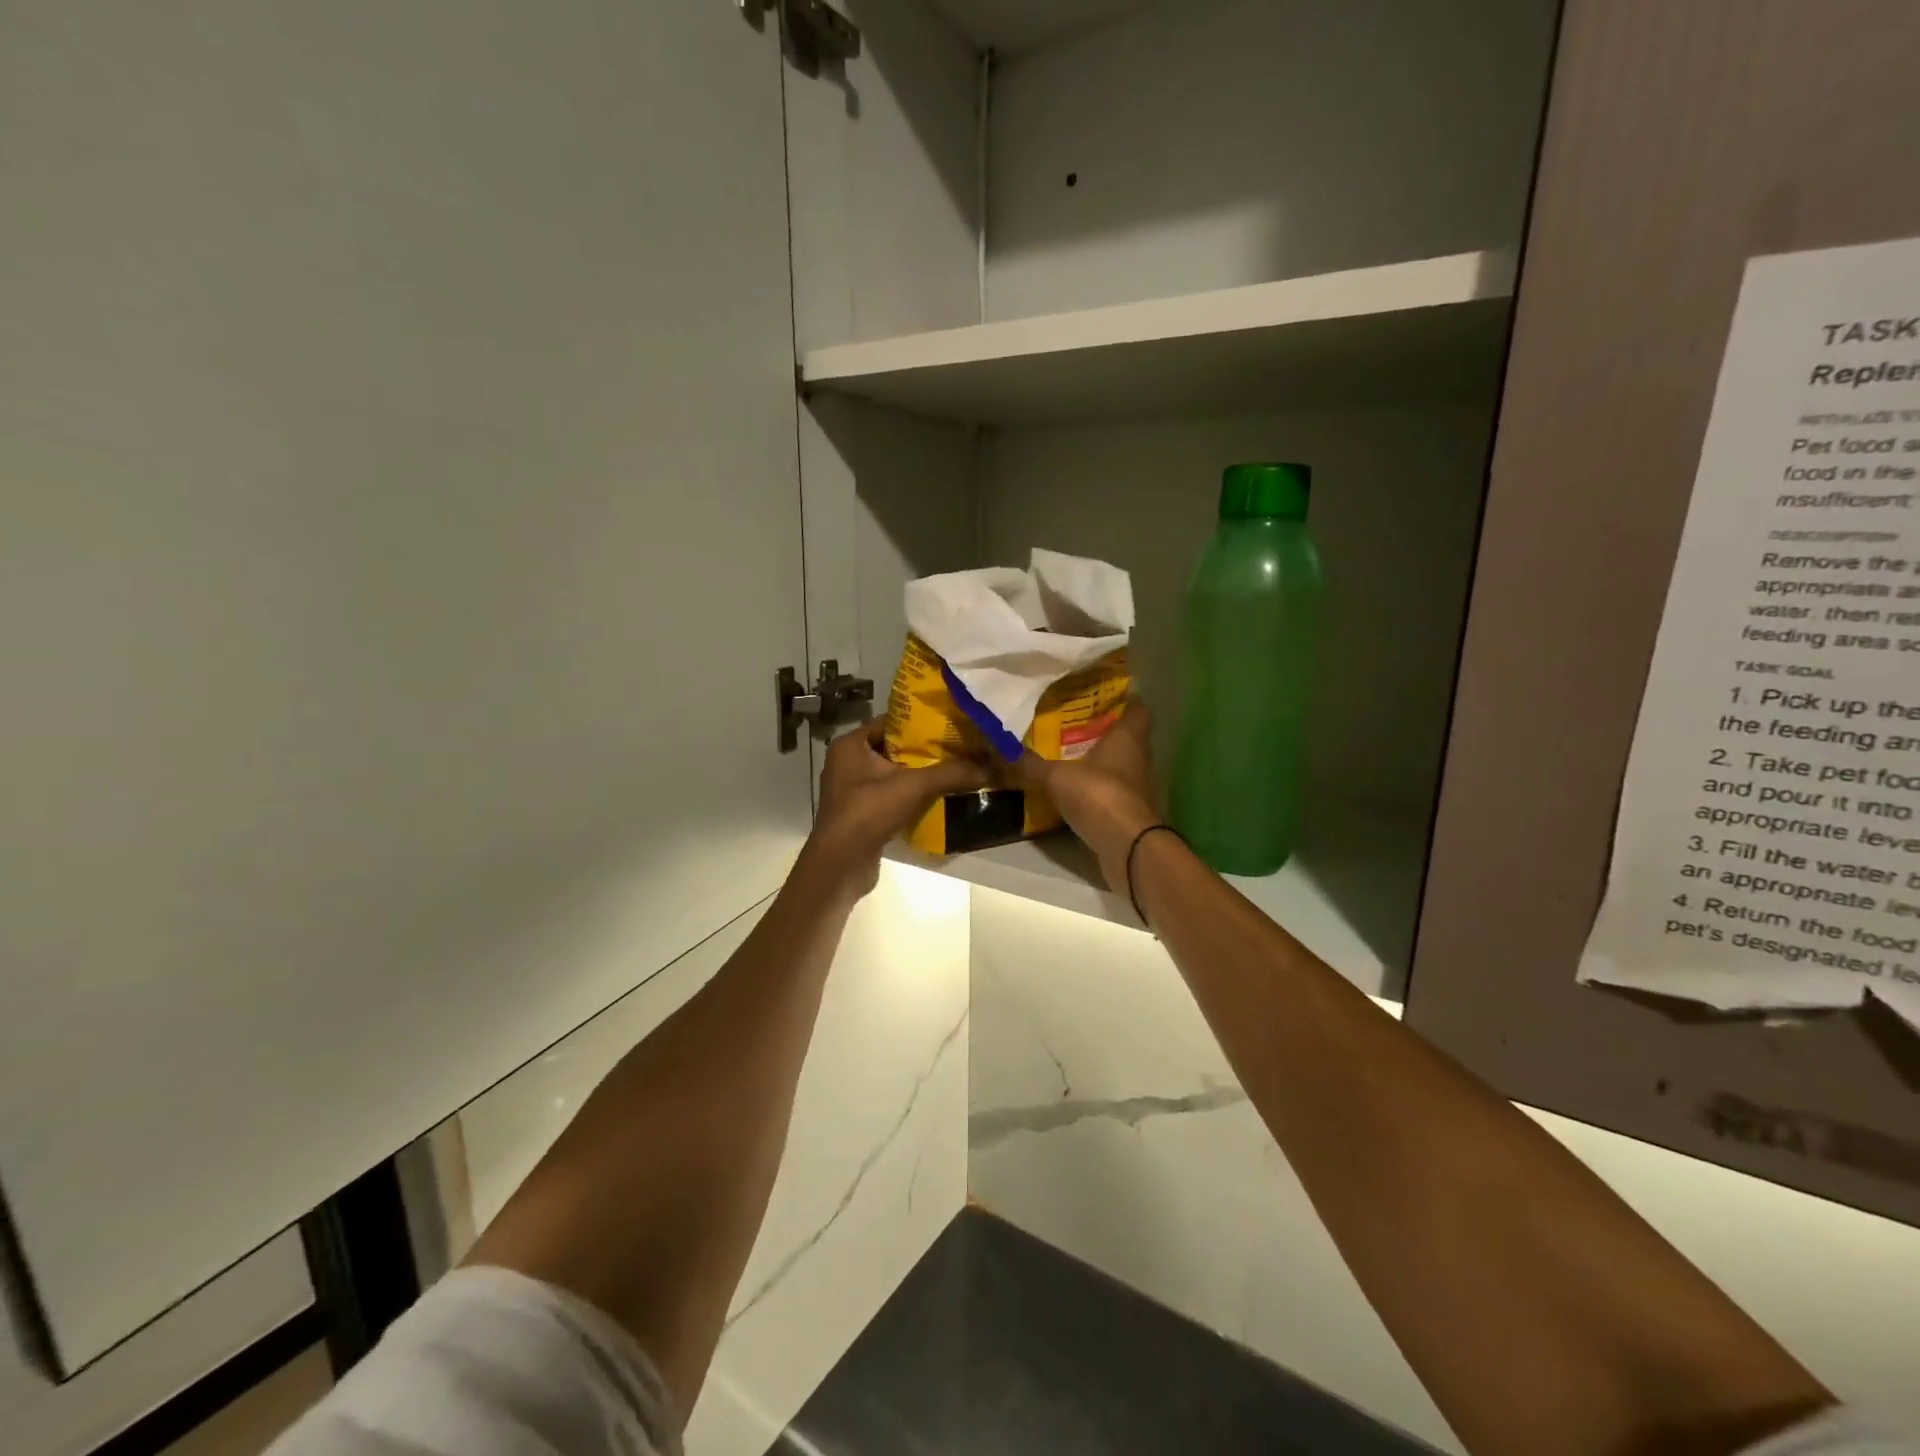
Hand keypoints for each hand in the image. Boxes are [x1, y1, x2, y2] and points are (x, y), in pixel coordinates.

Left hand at [800, 720, 988, 898]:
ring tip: (954, 770)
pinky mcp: (860, 813)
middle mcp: (847, 762)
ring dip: (919, 774)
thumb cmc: (869, 812)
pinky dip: (910, 795)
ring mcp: (851, 789)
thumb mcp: (914, 786)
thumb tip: (990, 765)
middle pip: (893, 748)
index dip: (921, 721)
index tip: (951, 723)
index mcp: (851, 744)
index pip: (890, 721)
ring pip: (892, 773)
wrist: (840, 864)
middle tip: (959, 747)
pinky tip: (937, 797)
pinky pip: (889, 795)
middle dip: (925, 749)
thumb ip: (951, 773)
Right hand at [1014, 701, 1164, 896]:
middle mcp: (1138, 758)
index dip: (1124, 701)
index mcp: (1128, 737)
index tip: (1101, 697)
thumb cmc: (1098, 795)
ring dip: (1098, 762)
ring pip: (1118, 766)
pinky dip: (1095, 790)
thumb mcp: (1056, 776)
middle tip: (1072, 725)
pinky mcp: (1128, 812)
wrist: (1127, 847)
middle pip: (1126, 737)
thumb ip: (1030, 764)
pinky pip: (1111, 792)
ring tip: (1066, 756)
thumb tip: (1000, 750)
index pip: (1138, 708)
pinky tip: (1071, 790)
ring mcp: (1136, 787)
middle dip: (1102, 731)